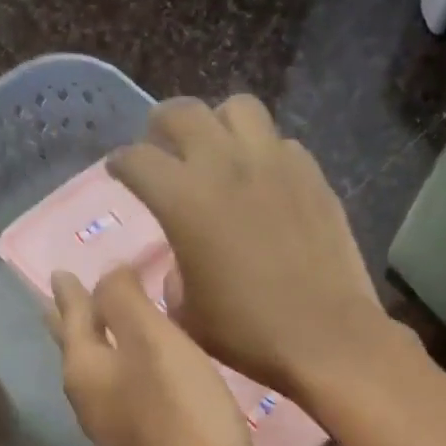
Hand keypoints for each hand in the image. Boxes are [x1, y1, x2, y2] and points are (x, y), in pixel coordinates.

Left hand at [49, 267, 266, 445]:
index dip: (70, 294)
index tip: (59, 272)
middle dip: (72, 322)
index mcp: (86, 370)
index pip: (73, 319)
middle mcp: (92, 401)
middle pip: (77, 351)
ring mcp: (118, 429)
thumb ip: (126, 301)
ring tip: (108, 328)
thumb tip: (108, 275)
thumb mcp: (152, 341)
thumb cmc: (180, 412)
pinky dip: (131, 373)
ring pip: (103, 374)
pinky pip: (130, 395)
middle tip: (61, 296)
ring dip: (103, 347)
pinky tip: (149, 372)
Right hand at [107, 95, 396, 401]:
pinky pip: (279, 142)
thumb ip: (172, 275)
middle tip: (160, 149)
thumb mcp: (186, 315)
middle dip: (161, 127)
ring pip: (237, 109)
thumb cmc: (247, 333)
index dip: (121, 165)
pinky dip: (262, 152)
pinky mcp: (312, 174)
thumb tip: (181, 260)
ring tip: (216, 151)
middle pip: (181, 113)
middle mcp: (225, 164)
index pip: (136, 159)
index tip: (120, 173)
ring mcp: (274, 162)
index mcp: (183, 199)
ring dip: (217, 124)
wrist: (325, 336)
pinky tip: (262, 181)